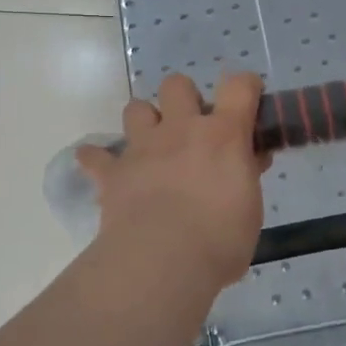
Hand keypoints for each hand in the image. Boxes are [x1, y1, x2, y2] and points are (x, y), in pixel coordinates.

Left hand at [76, 73, 267, 293]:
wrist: (163, 261)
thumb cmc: (220, 239)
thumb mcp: (251, 208)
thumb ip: (246, 177)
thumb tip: (248, 162)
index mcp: (223, 135)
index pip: (239, 87)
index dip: (245, 86)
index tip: (248, 98)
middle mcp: (181, 130)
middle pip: (177, 84)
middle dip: (184, 98)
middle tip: (193, 128)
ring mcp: (143, 147)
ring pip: (136, 108)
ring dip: (145, 121)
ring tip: (152, 146)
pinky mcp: (113, 173)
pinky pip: (94, 156)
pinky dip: (97, 160)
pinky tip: (103, 168)